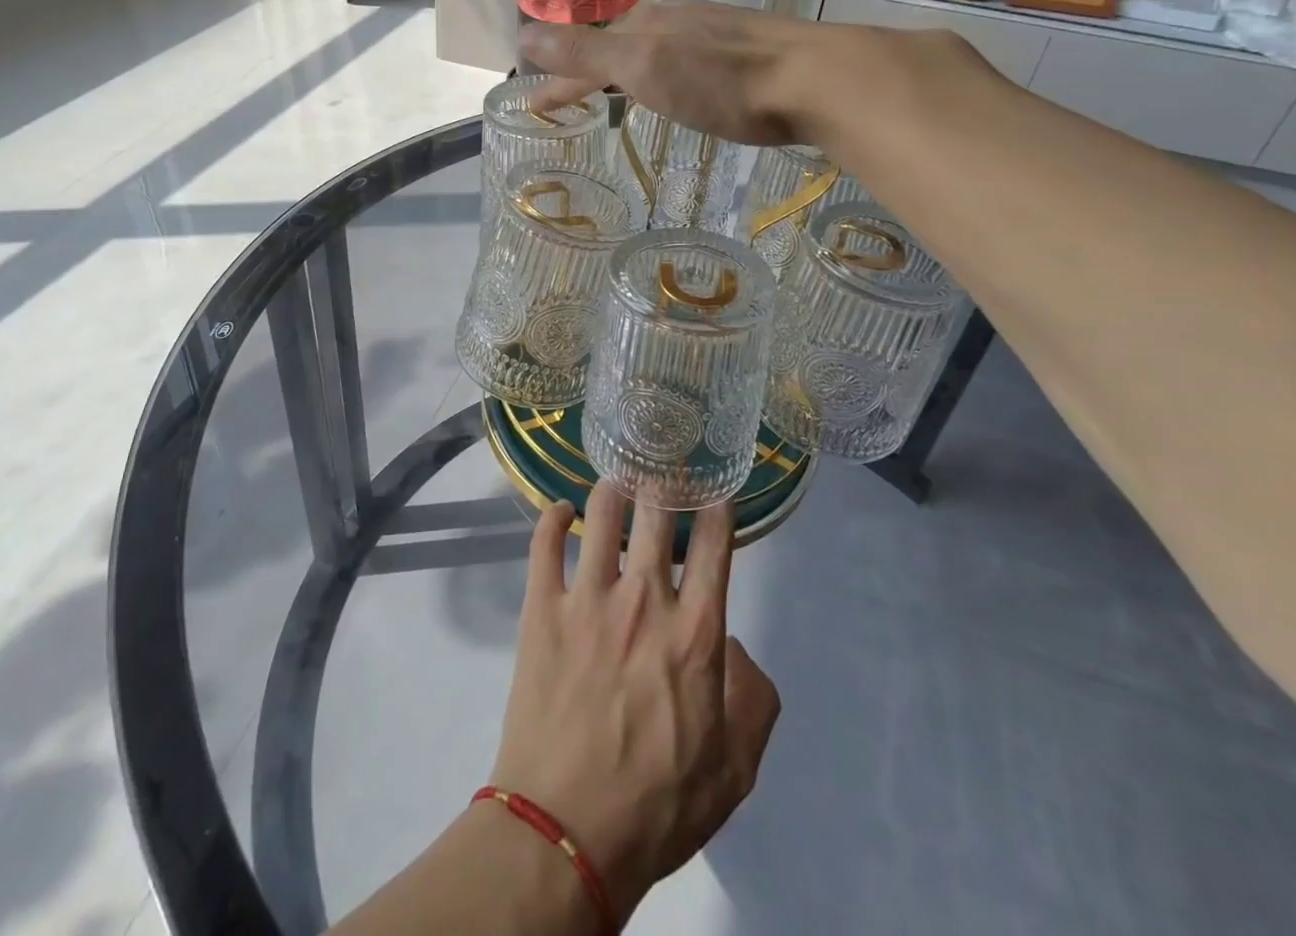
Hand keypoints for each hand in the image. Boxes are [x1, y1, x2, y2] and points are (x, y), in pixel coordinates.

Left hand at [489, 485, 782, 920]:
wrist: (566, 830)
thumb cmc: (658, 804)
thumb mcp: (735, 768)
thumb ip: (753, 698)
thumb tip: (736, 646)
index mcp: (695, 632)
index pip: (714, 546)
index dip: (717, 507)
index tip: (715, 488)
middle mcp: (643, 600)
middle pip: (655, 513)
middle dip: (663, 481)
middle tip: (663, 465)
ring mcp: (587, 598)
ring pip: (600, 514)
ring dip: (612, 489)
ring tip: (617, 479)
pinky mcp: (541, 608)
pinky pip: (544, 543)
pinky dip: (553, 517)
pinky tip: (561, 510)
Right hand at [520, 0, 830, 146]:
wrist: (815, 80)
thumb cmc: (722, 79)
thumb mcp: (643, 66)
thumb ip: (585, 52)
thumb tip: (522, 33)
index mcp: (647, 23)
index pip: (587, 52)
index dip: (558, 81)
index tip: (534, 108)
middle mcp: (678, 19)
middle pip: (619, 44)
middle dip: (589, 68)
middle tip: (570, 97)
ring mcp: (715, 31)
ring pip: (655, 48)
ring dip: (628, 68)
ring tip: (617, 91)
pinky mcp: (746, 50)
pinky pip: (686, 57)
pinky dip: (664, 72)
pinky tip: (680, 85)